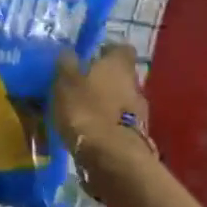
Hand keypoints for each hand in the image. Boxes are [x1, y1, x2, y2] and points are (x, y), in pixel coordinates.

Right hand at [53, 43, 148, 168]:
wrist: (113, 158)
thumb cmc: (87, 111)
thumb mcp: (66, 82)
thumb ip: (67, 64)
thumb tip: (68, 52)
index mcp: (120, 64)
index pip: (119, 48)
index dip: (104, 51)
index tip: (87, 58)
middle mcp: (135, 83)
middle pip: (120, 75)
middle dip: (102, 80)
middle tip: (79, 88)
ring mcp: (140, 112)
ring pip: (120, 100)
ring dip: (104, 104)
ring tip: (81, 114)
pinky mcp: (137, 136)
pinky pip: (119, 123)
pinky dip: (107, 125)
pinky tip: (90, 133)